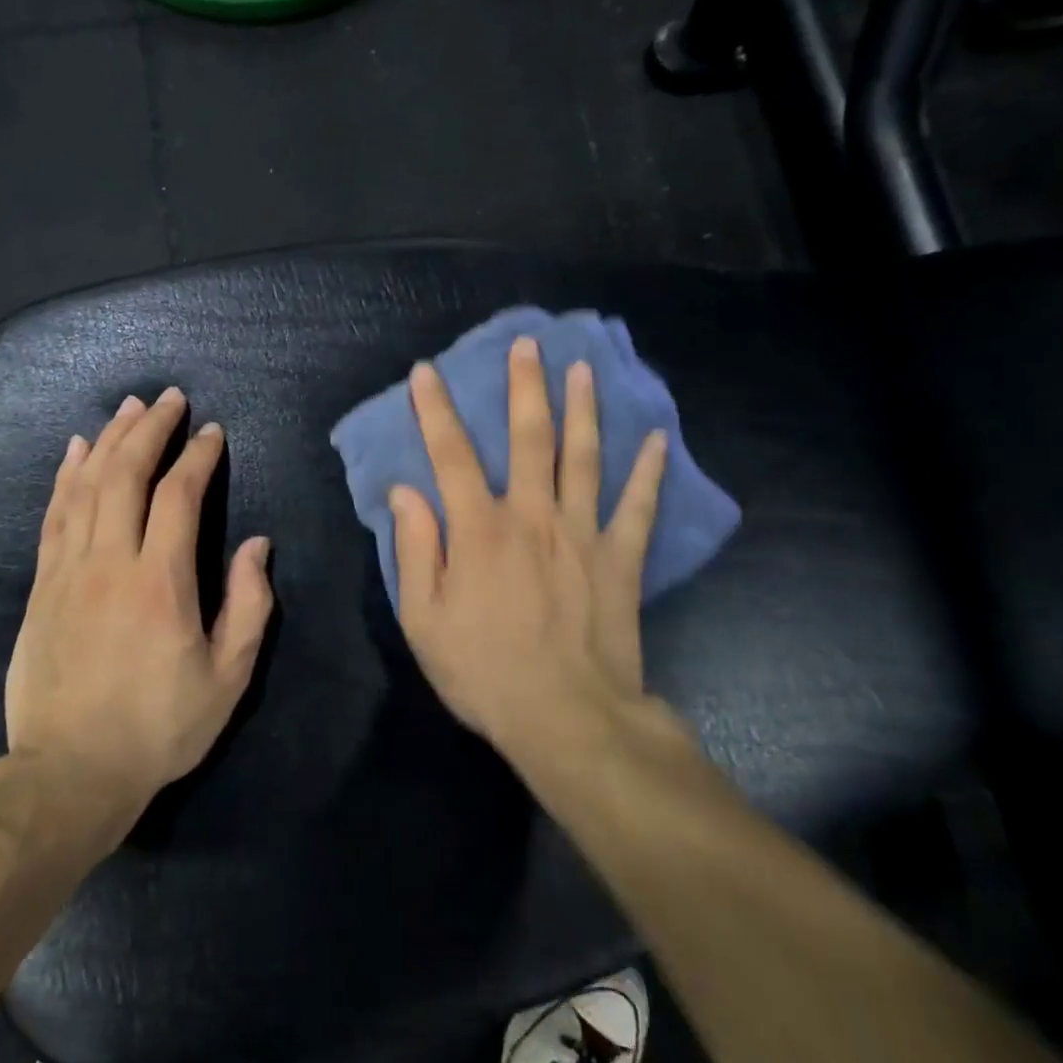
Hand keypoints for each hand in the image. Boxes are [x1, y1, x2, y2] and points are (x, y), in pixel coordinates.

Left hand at [0, 387, 273, 833]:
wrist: (70, 773)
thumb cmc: (159, 728)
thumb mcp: (227, 678)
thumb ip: (248, 606)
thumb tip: (256, 545)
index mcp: (161, 583)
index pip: (179, 496)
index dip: (197, 457)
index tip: (212, 433)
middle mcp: (111, 563)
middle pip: (126, 475)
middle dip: (150, 429)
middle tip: (168, 398)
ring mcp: (69, 571)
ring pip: (86, 486)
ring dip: (109, 440)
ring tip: (128, 407)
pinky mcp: (43, 586)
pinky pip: (54, 516)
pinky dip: (66, 476)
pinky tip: (75, 450)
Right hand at [389, 337, 669, 761]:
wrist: (567, 719)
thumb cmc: (484, 671)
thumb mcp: (423, 619)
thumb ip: (415, 549)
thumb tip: (405, 492)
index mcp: (479, 530)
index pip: (451, 455)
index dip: (435, 410)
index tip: (426, 372)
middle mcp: (532, 516)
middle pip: (528, 437)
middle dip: (524, 386)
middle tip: (528, 343)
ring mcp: (582, 533)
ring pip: (583, 457)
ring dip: (582, 408)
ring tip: (582, 369)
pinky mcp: (620, 559)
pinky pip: (638, 507)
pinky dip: (649, 472)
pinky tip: (657, 439)